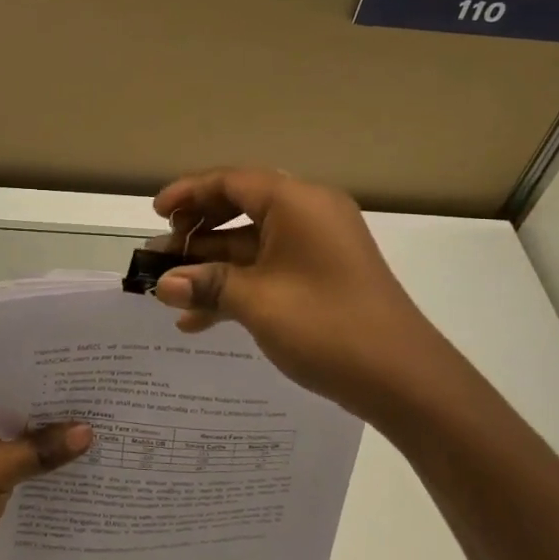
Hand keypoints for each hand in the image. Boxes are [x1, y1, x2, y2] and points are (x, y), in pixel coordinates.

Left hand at [0, 389, 90, 559]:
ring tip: (102, 446)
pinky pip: (21, 474)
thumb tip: (88, 430)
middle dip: (58, 423)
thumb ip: (41, 449)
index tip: (93, 390)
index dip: (51, 391)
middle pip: (21, 418)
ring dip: (52, 452)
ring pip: (23, 448)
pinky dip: (43, 476)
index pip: (14, 389)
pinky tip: (78, 479)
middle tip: (106, 416)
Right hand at [151, 168, 452, 418]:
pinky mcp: (321, 276)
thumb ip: (206, 285)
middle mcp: (309, 213)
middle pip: (240, 207)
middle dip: (197, 232)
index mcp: (296, 202)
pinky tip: (200, 319)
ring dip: (212, 265)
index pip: (232, 181)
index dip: (188, 193)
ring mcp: (317, 246)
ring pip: (251, 244)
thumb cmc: (327, 325)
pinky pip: (269, 268)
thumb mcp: (257, 302)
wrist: (403, 378)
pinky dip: (237, 286)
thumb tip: (162, 285)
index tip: (155, 214)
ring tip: (170, 291)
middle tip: (162, 253)